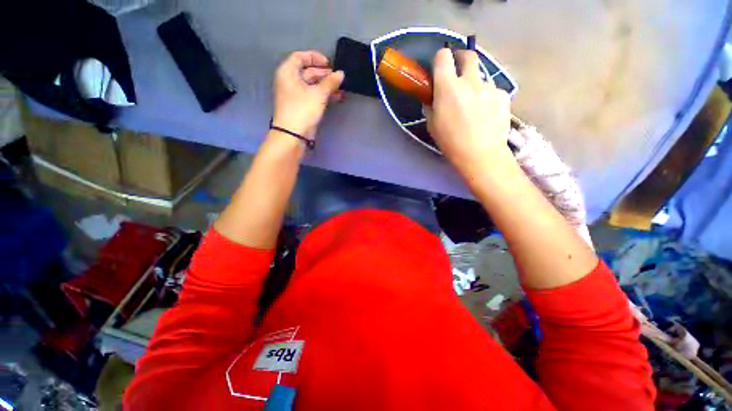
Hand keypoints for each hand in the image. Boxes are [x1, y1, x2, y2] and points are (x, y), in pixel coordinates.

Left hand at [272, 51, 344, 138]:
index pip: (300, 57)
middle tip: (338, 77)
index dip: (315, 57)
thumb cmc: (303, 109)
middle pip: (307, 72)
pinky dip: (324, 95)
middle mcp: (289, 81)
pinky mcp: (301, 106)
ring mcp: (295, 95)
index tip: (329, 63)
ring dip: (327, 86)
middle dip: (324, 74)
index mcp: (288, 72)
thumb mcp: (318, 94)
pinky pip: (313, 96)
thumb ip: (330, 82)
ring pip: (312, 85)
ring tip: (341, 88)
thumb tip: (341, 73)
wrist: (293, 135)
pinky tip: (337, 97)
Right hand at [425, 49, 512, 178]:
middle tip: (458, 71)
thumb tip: (433, 97)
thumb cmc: (450, 142)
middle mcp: (470, 81)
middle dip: (461, 58)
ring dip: (475, 84)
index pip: (443, 57)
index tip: (440, 66)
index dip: (441, 58)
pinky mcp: (503, 95)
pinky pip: (493, 90)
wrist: (480, 155)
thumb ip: (431, 105)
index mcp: (448, 88)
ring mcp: (489, 87)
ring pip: (481, 76)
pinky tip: (486, 113)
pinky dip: (487, 97)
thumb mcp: (432, 125)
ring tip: (474, 105)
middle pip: (468, 55)